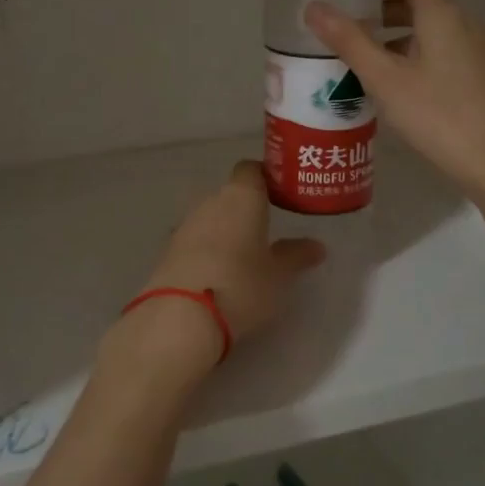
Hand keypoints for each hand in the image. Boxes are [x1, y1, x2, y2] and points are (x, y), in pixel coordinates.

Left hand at [141, 161, 325, 357]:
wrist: (181, 316)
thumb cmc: (242, 285)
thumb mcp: (279, 275)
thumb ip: (296, 256)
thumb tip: (316, 246)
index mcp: (241, 196)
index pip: (251, 169)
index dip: (265, 178)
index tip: (280, 195)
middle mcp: (210, 202)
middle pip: (229, 195)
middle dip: (246, 210)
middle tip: (266, 232)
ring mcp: (185, 225)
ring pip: (210, 218)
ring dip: (225, 231)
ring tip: (243, 258)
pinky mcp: (168, 250)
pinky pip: (194, 241)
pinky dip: (207, 251)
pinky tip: (218, 275)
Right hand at [305, 0, 484, 221]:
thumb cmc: (437, 115)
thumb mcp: (384, 78)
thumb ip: (349, 41)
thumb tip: (314, 7)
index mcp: (443, 16)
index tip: (352, 0)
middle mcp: (464, 26)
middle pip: (423, 4)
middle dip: (385, 11)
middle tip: (350, 30)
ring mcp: (475, 54)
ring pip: (431, 32)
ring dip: (398, 38)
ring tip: (364, 61)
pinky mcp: (479, 80)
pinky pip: (441, 54)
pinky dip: (414, 58)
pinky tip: (394, 88)